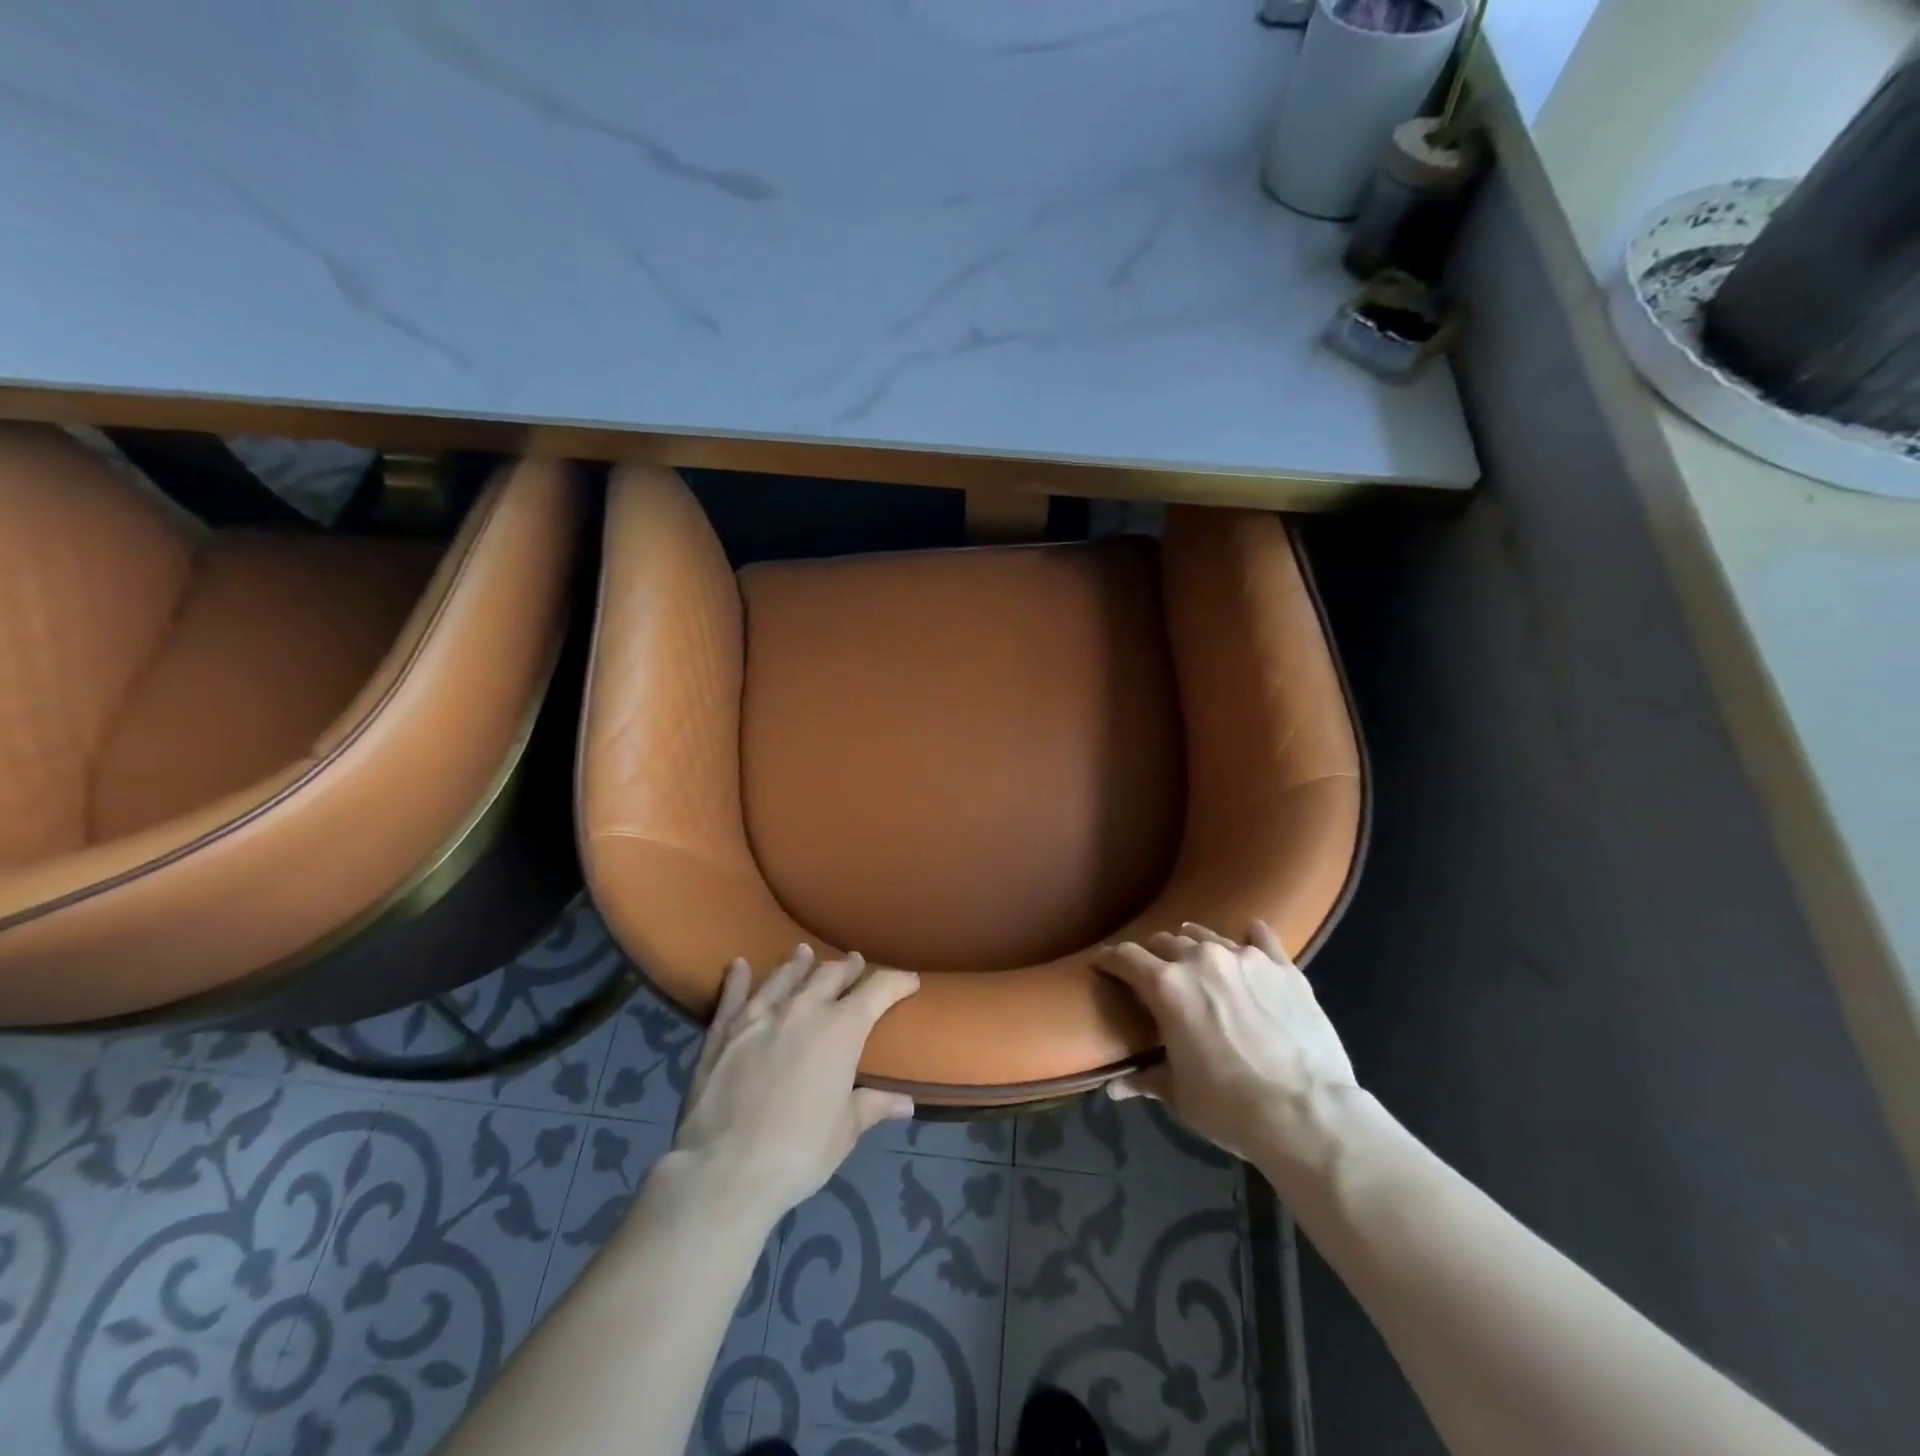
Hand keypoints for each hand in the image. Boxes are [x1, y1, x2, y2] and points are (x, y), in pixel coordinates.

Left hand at [672, 945, 918, 1224]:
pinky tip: (739, 965)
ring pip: (785, 976)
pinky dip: (738, 977)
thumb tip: (906, 1103)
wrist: (726, 1170)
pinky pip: (733, 994)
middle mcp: (803, 1009)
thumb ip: (874, 1106)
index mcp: (841, 1029)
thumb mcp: (846, 1131)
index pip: (878, 990)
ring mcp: (759, 1015)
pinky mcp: (723, 1030)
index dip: (897, 982)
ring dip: (799, 964)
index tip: (910, 981)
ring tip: (805, 953)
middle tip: (855, 963)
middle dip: (848, 968)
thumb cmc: (800, 1151)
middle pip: (830, 974)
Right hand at [1096, 922, 1357, 1162]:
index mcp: (1167, 986)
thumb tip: (1114, 1088)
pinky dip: (1249, 937)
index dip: (1110, 959)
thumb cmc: (1231, 1107)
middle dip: (1154, 956)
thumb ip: (1145, 1079)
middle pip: (1165, 942)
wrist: (1309, 1115)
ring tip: (1195, 958)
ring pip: (1207, 936)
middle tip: (1155, 975)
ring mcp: (1245, 958)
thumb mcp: (1180, 1095)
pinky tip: (1248, 938)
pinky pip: (1260, 937)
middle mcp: (1201, 959)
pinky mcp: (1283, 967)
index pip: (1126, 958)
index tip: (1103, 964)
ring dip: (1194, 945)